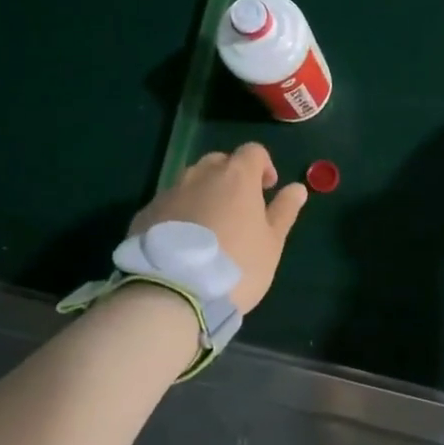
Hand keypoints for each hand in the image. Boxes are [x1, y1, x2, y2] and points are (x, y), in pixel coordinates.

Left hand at [130, 144, 307, 311]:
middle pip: (219, 162)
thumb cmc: (237, 266)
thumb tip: (297, 187)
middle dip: (231, 177)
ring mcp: (169, 193)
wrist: (174, 293)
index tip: (268, 189)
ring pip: (191, 182)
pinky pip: (169, 205)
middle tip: (239, 209)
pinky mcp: (146, 214)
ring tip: (209, 228)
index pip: (253, 151)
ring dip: (204, 194)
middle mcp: (200, 175)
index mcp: (236, 176)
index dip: (263, 166)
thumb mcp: (272, 243)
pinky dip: (180, 214)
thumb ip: (284, 211)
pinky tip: (183, 244)